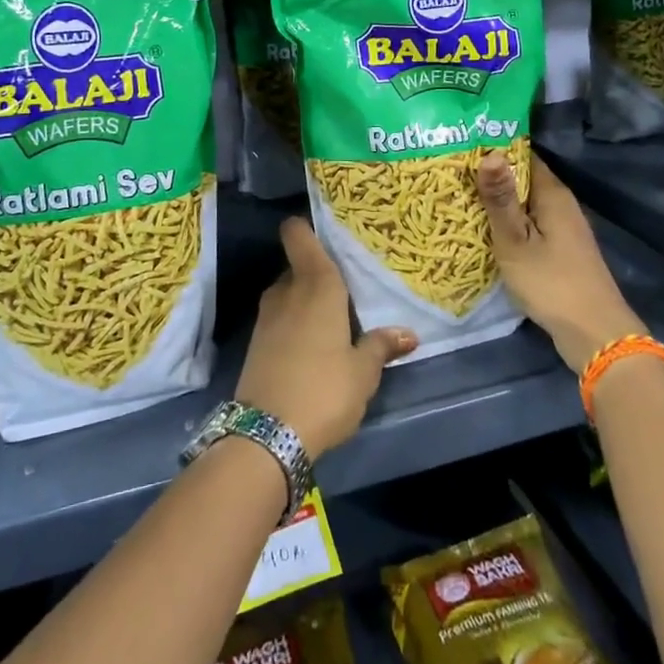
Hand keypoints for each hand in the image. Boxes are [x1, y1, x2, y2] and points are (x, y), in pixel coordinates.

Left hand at [235, 218, 416, 458]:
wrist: (265, 436)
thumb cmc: (324, 390)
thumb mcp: (363, 372)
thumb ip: (381, 346)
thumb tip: (407, 334)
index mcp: (316, 284)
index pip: (297, 234)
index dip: (306, 227)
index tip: (327, 234)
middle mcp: (286, 290)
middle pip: (299, 265)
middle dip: (318, 274)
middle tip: (347, 290)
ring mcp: (266, 316)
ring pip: (289, 293)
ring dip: (306, 301)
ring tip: (335, 321)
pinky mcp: (256, 342)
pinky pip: (280, 318)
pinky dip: (295, 323)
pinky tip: (313, 347)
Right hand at [478, 150, 646, 372]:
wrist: (593, 334)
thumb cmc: (551, 282)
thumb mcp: (516, 240)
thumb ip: (500, 198)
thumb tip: (490, 152)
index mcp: (553, 194)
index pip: (523, 155)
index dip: (494, 148)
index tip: (461, 144)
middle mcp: (561, 205)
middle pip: (523, 179)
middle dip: (491, 174)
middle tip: (450, 170)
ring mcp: (563, 229)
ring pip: (525, 204)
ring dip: (498, 201)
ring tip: (458, 195)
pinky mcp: (560, 251)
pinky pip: (529, 224)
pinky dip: (508, 223)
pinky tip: (483, 229)